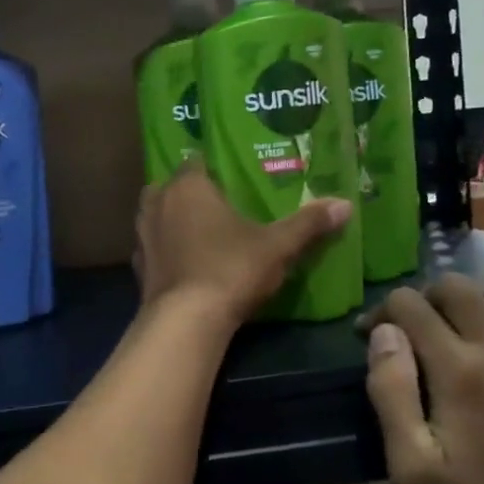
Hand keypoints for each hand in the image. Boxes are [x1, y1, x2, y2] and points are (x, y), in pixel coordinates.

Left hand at [133, 165, 351, 330]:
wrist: (185, 322)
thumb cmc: (230, 269)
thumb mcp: (277, 246)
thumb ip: (308, 224)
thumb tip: (345, 204)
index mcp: (188, 186)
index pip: (196, 162)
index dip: (213, 168)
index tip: (233, 178)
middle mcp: (157, 202)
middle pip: (173, 188)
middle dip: (191, 194)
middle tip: (220, 205)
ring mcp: (142, 235)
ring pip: (158, 216)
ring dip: (175, 221)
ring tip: (203, 233)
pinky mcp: (138, 266)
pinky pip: (155, 248)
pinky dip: (168, 251)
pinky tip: (187, 263)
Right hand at [361, 277, 483, 483]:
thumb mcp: (409, 466)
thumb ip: (390, 390)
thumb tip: (384, 331)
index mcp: (459, 371)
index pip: (411, 305)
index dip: (384, 313)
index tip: (374, 336)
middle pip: (458, 287)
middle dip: (426, 300)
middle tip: (417, 333)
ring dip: (479, 305)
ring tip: (469, 337)